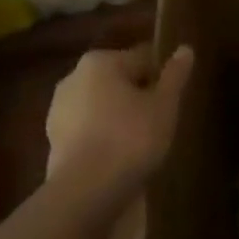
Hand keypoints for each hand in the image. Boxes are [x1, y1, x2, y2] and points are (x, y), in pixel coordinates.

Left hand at [46, 43, 194, 187]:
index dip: (162, 78)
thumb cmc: (131, 138)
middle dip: (138, 96)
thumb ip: (175, 76)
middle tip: (161, 121)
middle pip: (118, 80)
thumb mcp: (164, 106)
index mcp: (101, 61)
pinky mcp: (53, 139)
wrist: (86, 190)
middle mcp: (73, 77)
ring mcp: (59, 109)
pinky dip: (103, 136)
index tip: (174, 99)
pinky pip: (88, 128)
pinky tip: (119, 156)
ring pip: (101, 105)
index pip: (142, 59)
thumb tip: (185, 49)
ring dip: (119, 116)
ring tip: (141, 142)